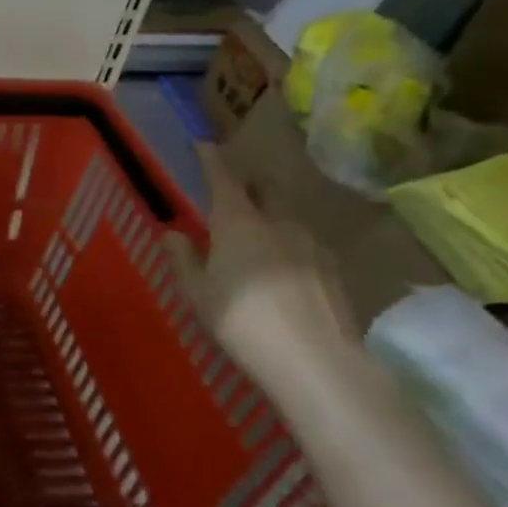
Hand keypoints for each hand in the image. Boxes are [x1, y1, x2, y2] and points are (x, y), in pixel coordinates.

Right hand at [165, 144, 368, 410]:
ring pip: (287, 217)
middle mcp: (279, 222)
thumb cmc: (241, 320)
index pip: (223, 177)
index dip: (212, 159)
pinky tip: (281, 270)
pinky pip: (305, 244)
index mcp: (239, 221)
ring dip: (270, 217)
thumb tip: (173, 231)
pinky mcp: (335, 270)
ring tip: (255, 238)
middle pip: (264, 190)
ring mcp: (313, 245)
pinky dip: (288, 245)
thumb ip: (184, 258)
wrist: (316, 362)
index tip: (203, 144)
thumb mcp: (198, 292)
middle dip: (247, 186)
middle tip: (230, 196)